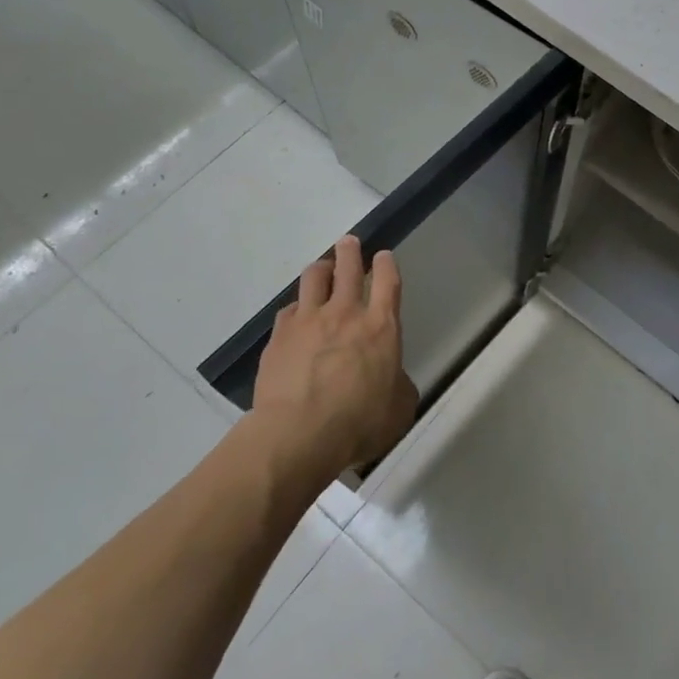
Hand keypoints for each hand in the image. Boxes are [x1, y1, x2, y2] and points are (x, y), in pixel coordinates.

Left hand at [246, 236, 417, 493]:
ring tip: (321, 270)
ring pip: (314, 278)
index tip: (382, 256)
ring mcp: (309, 321)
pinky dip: (296, 309)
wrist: (298, 435)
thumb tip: (393, 379)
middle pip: (347, 267)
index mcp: (381, 327)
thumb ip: (398, 385)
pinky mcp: (279, 336)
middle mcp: (345, 313)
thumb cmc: (359, 423)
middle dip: (349, 251)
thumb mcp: (398, 408)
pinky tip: (296, 317)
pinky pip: (289, 310)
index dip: (386, 264)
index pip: (387, 281)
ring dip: (320, 269)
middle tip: (348, 243)